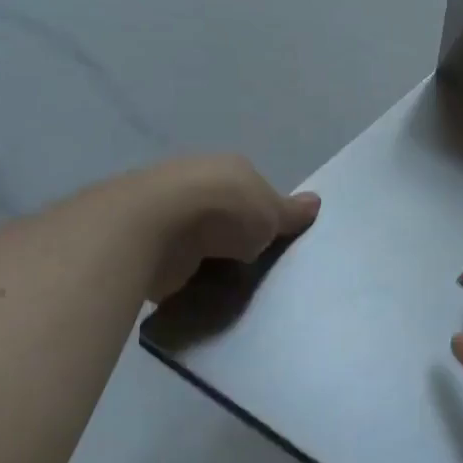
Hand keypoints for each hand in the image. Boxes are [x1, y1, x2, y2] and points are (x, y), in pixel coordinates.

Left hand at [120, 154, 319, 301]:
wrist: (156, 228)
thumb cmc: (224, 211)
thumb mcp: (271, 212)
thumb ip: (290, 213)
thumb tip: (316, 202)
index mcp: (229, 169)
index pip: (252, 191)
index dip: (264, 216)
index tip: (272, 243)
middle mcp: (195, 182)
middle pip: (223, 215)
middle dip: (234, 239)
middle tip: (254, 270)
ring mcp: (167, 211)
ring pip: (198, 239)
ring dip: (208, 259)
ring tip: (228, 288)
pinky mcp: (146, 242)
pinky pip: (175, 262)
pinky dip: (185, 275)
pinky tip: (197, 293)